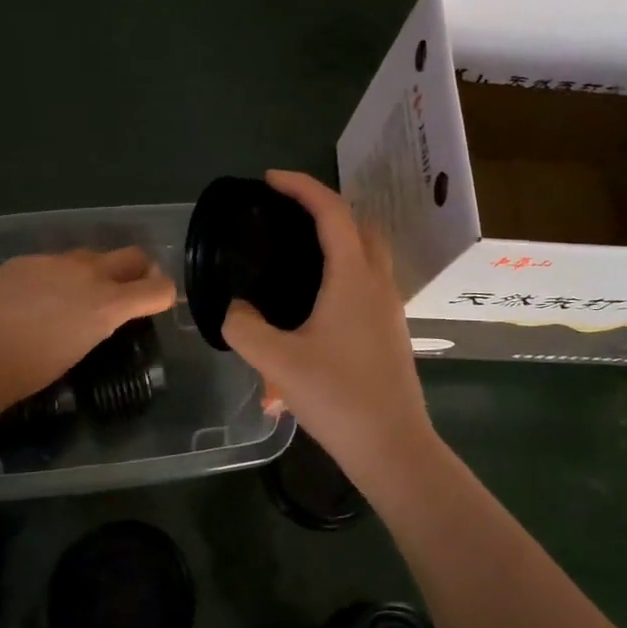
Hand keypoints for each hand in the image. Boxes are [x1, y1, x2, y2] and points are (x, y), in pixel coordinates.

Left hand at [0, 248, 176, 409]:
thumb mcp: (79, 349)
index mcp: (108, 303)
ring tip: (73, 296)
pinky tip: (33, 298)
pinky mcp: (25, 260)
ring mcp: (55, 261)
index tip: (157, 301)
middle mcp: (89, 273)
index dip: (164, 294)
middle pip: (132, 256)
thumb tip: (99, 313)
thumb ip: (98, 322)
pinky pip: (52, 262)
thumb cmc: (29, 371)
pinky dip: (55, 276)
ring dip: (93, 272)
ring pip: (90, 256)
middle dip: (138, 269)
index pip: (158, 288)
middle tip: (127, 288)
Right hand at [222, 171, 436, 482]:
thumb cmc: (338, 397)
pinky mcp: (391, 331)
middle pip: (359, 225)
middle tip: (286, 215)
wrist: (393, 447)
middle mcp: (378, 283)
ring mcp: (390, 308)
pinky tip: (313, 307)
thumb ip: (244, 328)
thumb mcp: (277, 362)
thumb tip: (233, 309)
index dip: (301, 186)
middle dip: (325, 208)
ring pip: (368, 255)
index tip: (269, 179)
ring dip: (338, 242)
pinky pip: (368, 284)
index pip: (331, 211)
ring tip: (297, 256)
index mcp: (353, 277)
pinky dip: (344, 273)